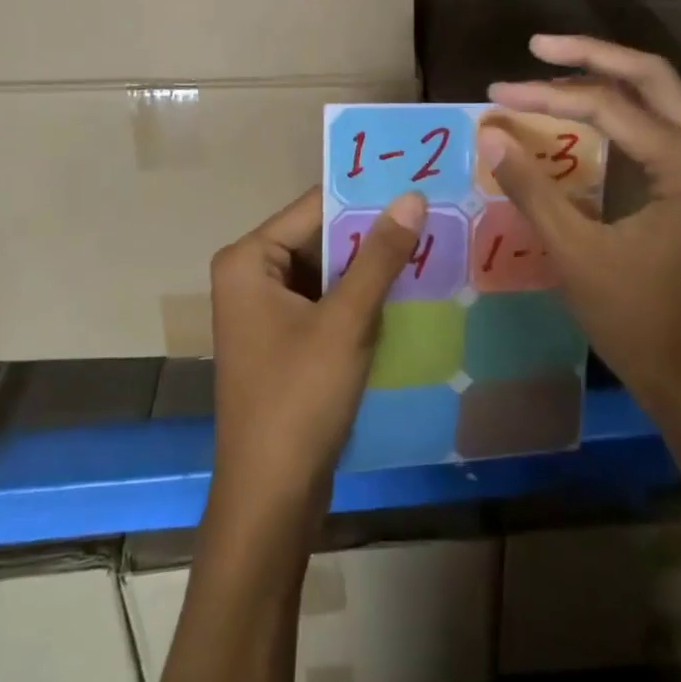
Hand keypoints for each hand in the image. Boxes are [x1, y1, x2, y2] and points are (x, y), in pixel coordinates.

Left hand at [207, 187, 425, 528]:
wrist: (271, 498)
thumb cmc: (299, 399)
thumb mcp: (346, 322)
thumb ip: (379, 256)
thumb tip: (412, 197)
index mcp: (248, 259)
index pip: (315, 207)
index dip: (366, 197)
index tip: (417, 183)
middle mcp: (250, 274)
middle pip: (320, 237)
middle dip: (372, 234)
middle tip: (432, 214)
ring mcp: (265, 309)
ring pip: (327, 271)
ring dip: (371, 266)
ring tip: (429, 244)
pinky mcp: (284, 339)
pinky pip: (326, 301)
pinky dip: (360, 298)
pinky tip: (406, 290)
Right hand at [479, 34, 680, 427]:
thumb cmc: (639, 324)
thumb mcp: (576, 254)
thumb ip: (532, 189)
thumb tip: (491, 134)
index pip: (611, 106)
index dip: (547, 95)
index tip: (497, 93)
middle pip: (652, 78)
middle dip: (592, 56)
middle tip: (537, 46)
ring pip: (663, 99)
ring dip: (610, 81)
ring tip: (554, 73)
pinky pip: (664, 130)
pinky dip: (624, 114)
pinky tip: (586, 119)